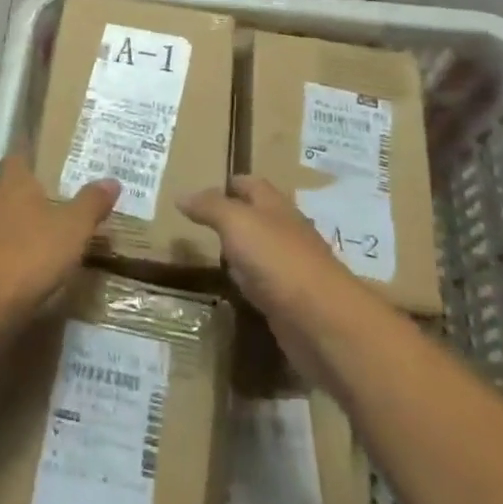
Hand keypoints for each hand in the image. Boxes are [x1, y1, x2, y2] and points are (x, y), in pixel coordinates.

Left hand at [0, 157, 117, 332]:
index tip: (54, 166)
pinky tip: (29, 268)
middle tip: (62, 202)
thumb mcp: (73, 229)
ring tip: (50, 237)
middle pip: (10, 188)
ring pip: (2, 219)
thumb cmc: (28, 256)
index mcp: (12, 181)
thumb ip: (91, 203)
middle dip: (32, 195)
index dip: (34, 159)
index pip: (18, 157)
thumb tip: (112, 180)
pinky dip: (11, 253)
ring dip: (21, 227)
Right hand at [180, 175, 379, 384]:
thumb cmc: (277, 260)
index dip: (232, 183)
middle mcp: (287, 232)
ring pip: (262, 251)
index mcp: (276, 207)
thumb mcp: (237, 223)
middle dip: (236, 215)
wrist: (321, 320)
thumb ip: (210, 208)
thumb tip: (181, 195)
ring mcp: (292, 268)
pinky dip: (249, 282)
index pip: (252, 184)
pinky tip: (236, 288)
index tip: (207, 187)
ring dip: (243, 250)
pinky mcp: (291, 301)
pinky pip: (265, 284)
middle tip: (204, 220)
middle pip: (260, 216)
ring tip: (214, 252)